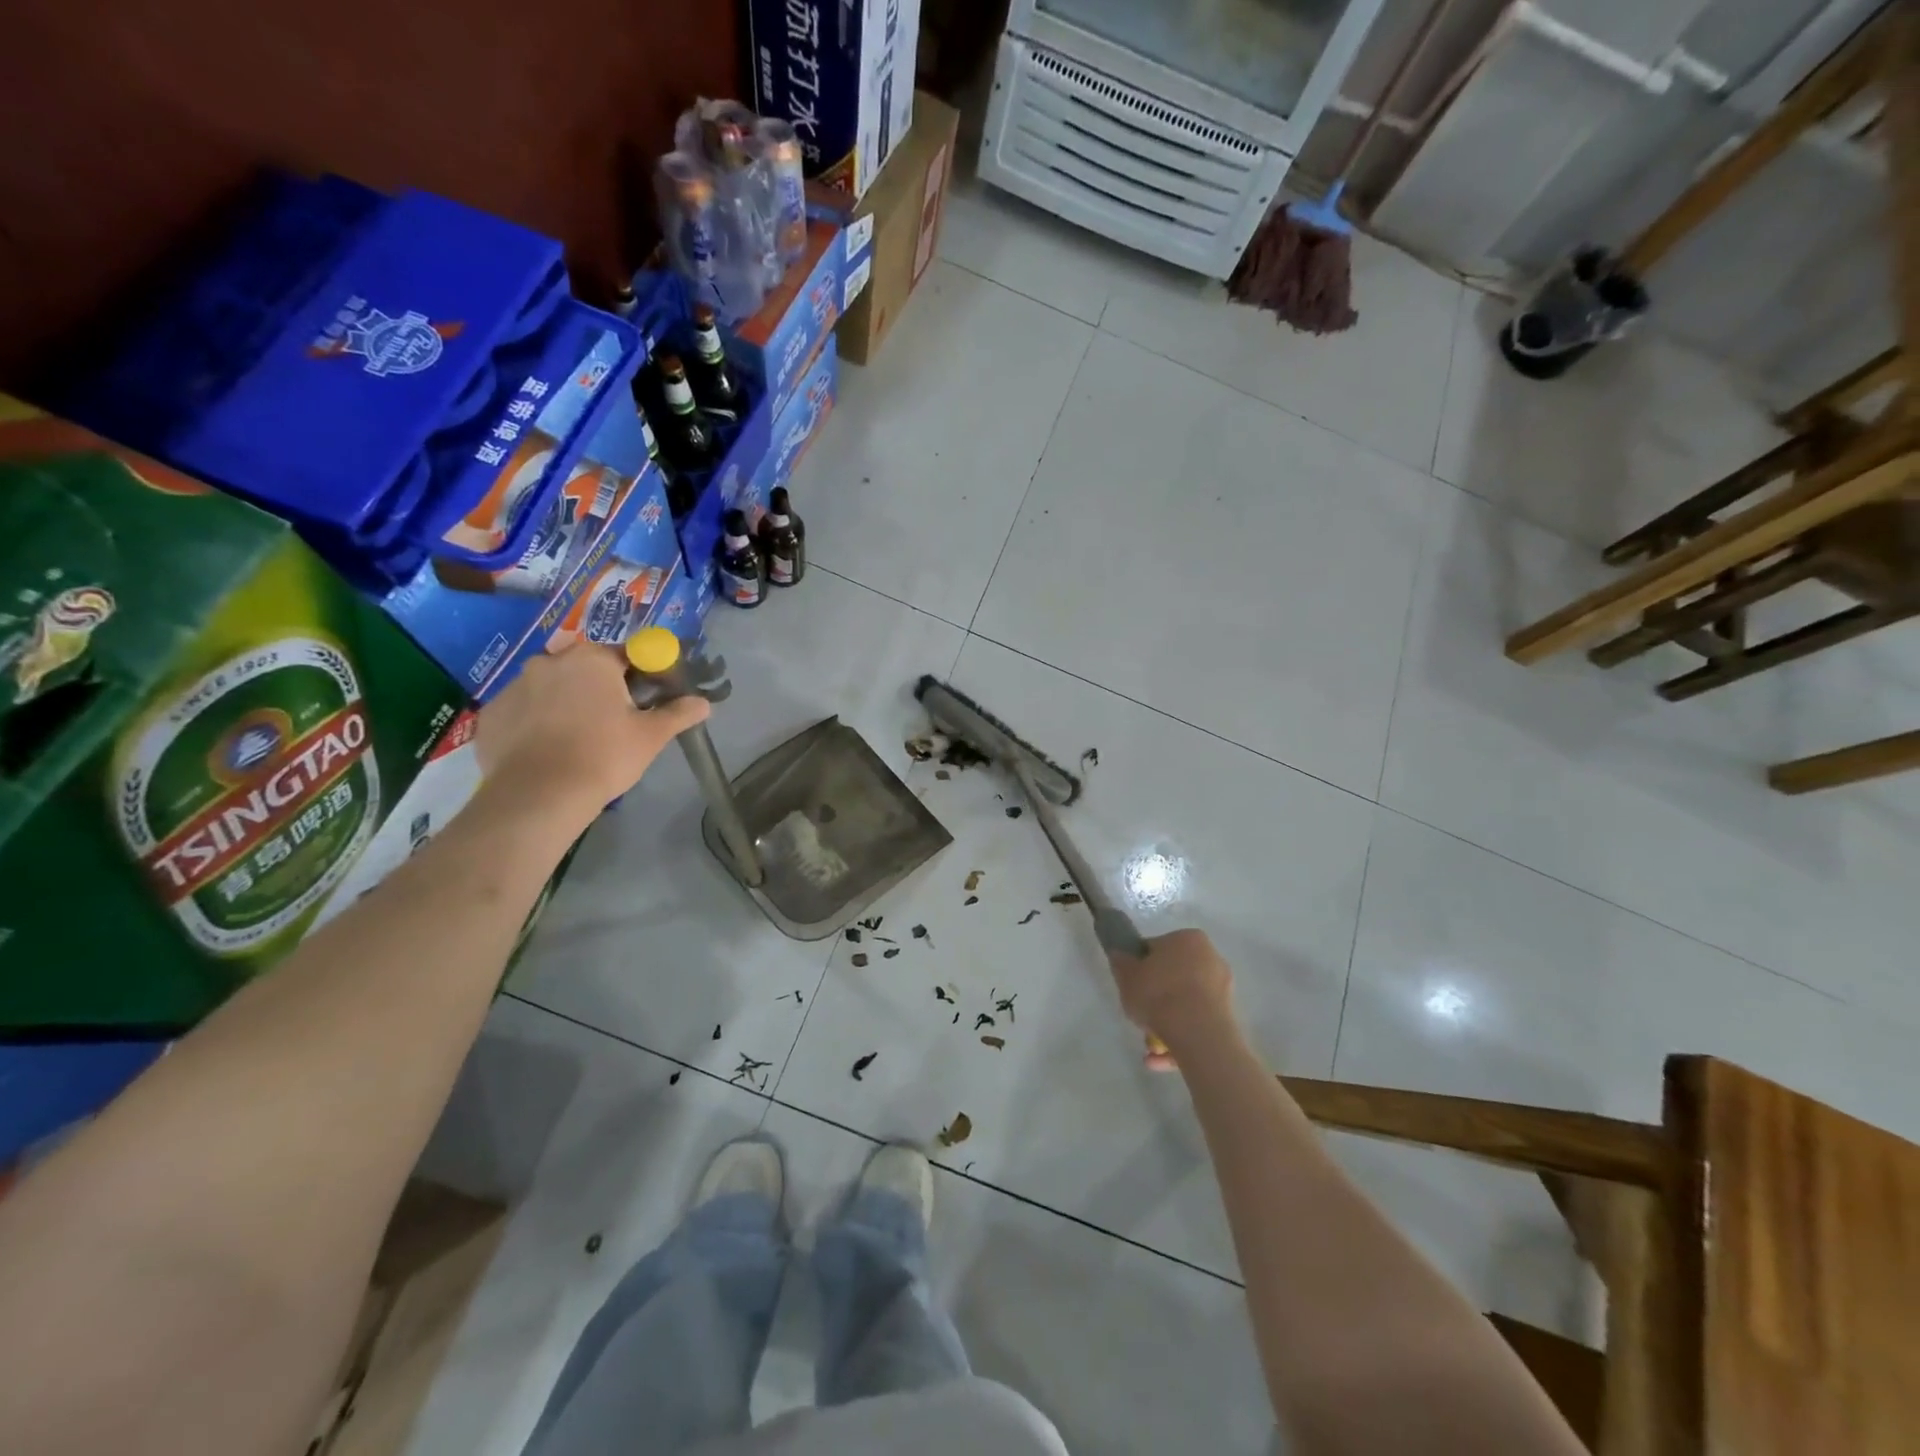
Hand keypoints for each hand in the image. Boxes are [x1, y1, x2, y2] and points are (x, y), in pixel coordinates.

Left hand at [475, 643, 709, 823]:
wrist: (539, 796)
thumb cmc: (604, 756)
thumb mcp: (651, 736)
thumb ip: (678, 713)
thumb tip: (703, 703)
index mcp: (592, 659)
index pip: (626, 655)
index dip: (641, 676)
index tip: (646, 701)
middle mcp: (550, 661)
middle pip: (585, 669)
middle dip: (600, 688)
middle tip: (614, 723)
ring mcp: (514, 686)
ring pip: (551, 688)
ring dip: (566, 703)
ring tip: (577, 740)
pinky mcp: (492, 713)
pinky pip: (523, 711)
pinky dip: (535, 723)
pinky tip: (547, 750)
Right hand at [1107, 929, 1237, 1058]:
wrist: (1198, 1034)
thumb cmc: (1159, 995)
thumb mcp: (1126, 976)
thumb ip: (1121, 963)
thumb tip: (1120, 956)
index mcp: (1188, 939)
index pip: (1157, 948)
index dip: (1140, 967)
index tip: (1132, 985)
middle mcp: (1211, 958)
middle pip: (1174, 976)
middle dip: (1156, 997)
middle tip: (1140, 1013)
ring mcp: (1223, 989)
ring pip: (1186, 1004)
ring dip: (1166, 1022)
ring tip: (1148, 1047)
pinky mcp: (1228, 1018)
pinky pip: (1197, 1024)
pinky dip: (1180, 1038)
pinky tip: (1158, 1059)